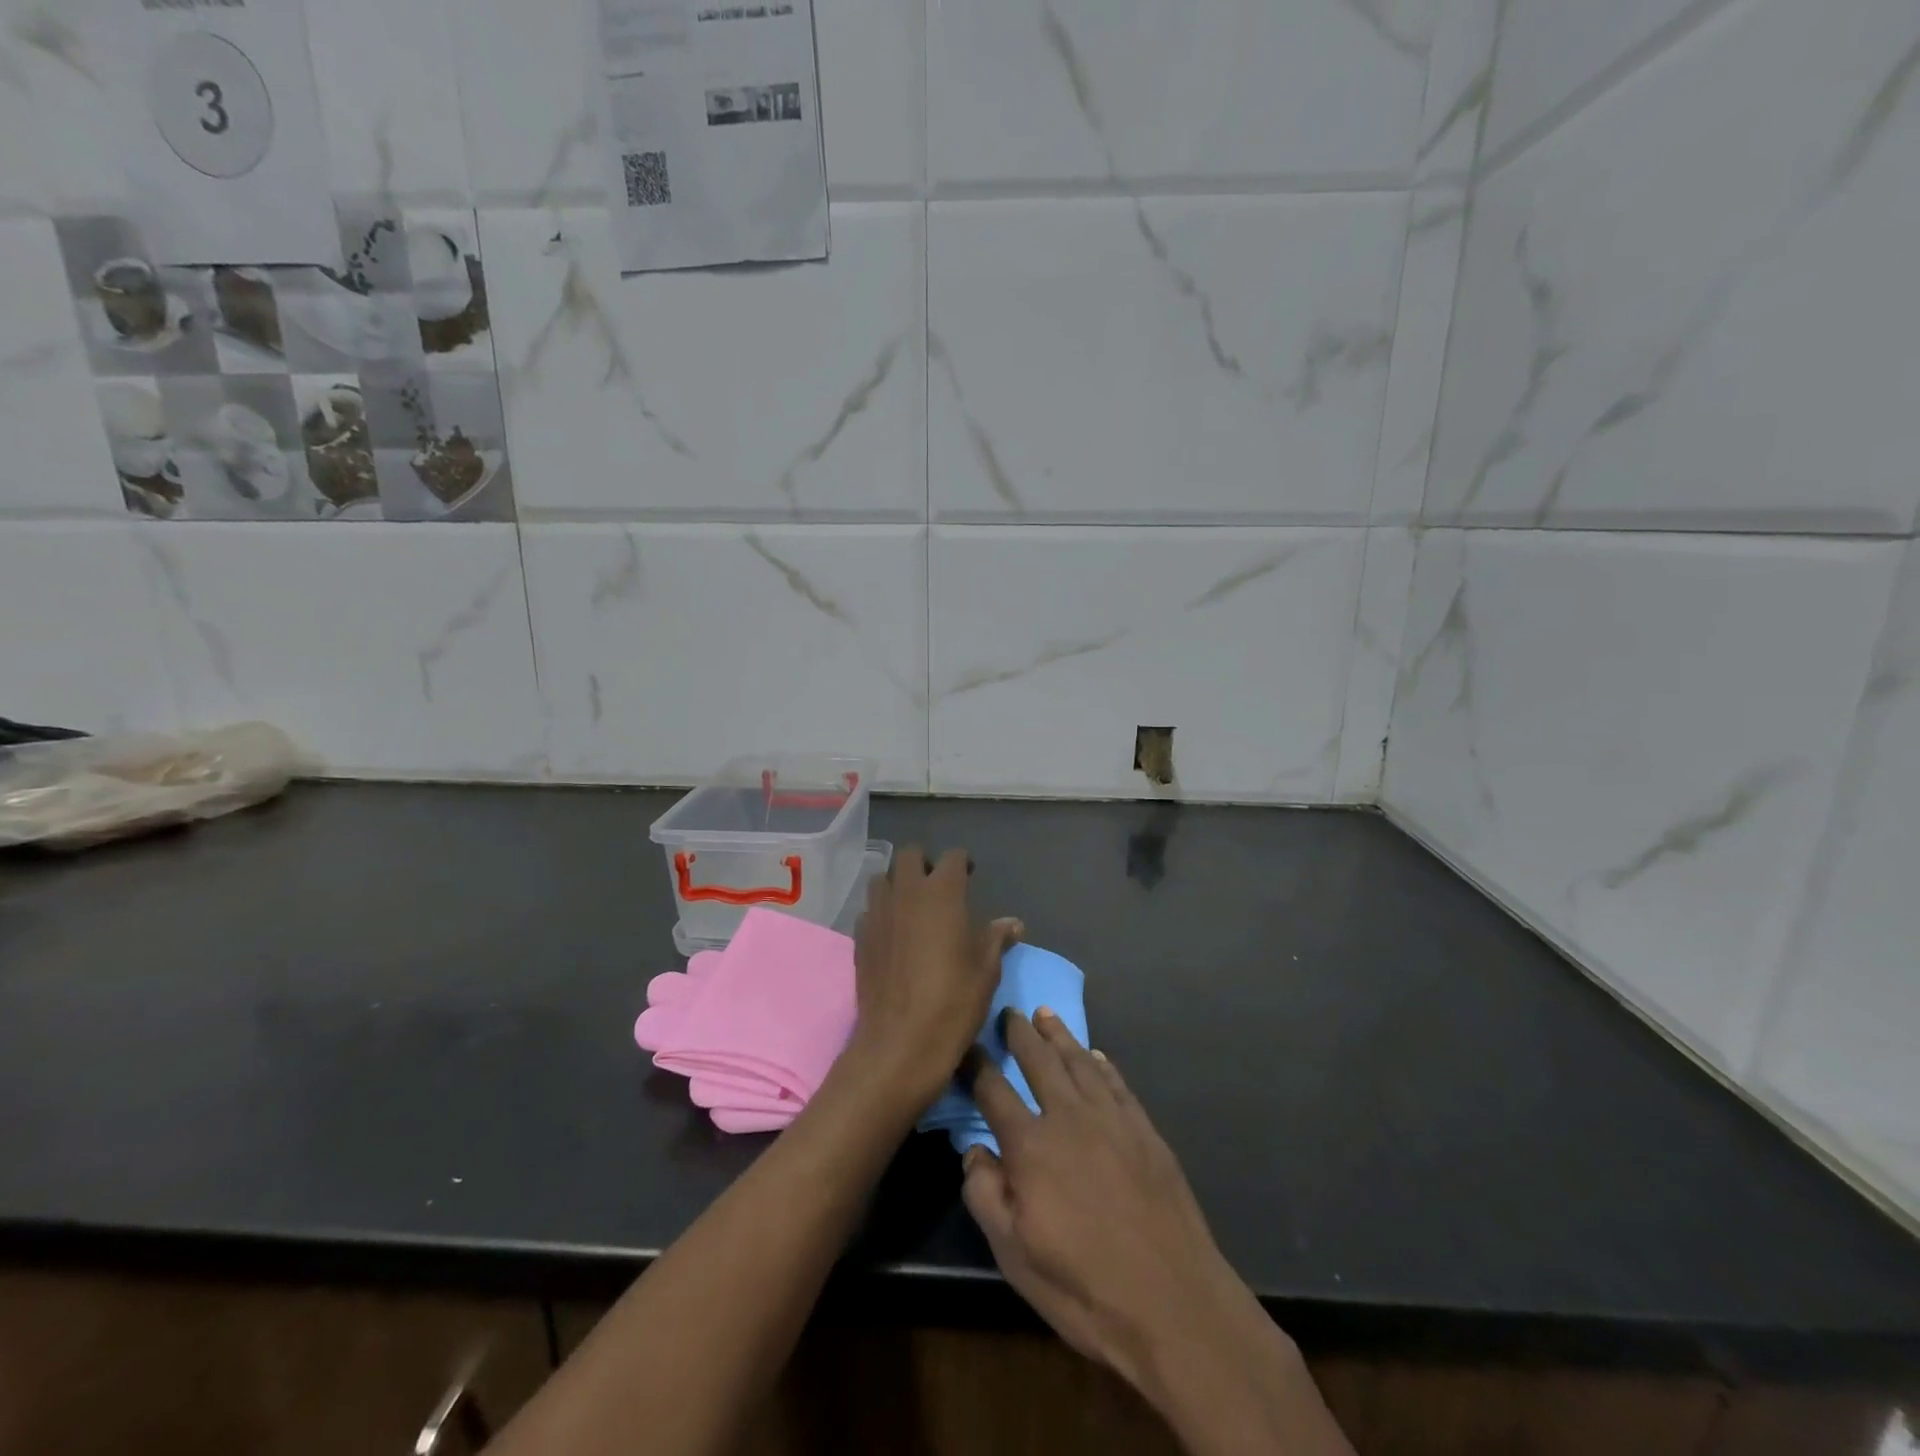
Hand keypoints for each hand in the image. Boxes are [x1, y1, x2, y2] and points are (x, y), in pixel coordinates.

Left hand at [845, 846, 1020, 1110]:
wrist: (900, 1043)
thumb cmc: (953, 1002)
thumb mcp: (986, 970)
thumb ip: (996, 938)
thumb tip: (1013, 924)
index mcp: (942, 893)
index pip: (953, 857)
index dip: (963, 864)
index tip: (970, 877)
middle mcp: (906, 893)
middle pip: (909, 855)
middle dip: (924, 863)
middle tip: (938, 887)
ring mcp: (878, 913)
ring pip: (883, 879)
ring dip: (898, 885)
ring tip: (912, 907)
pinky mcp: (860, 937)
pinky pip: (870, 910)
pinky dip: (882, 913)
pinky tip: (893, 935)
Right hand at [962, 1012, 1352, 1455]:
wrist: (1173, 1300)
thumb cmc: (1083, 1285)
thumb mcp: (1013, 1254)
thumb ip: (985, 1195)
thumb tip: (973, 1150)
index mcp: (1030, 1144)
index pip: (993, 1090)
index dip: (975, 1064)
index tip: (964, 1044)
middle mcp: (1069, 1116)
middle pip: (1039, 1061)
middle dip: (1020, 1033)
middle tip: (1009, 1011)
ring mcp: (1111, 1118)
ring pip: (1079, 1061)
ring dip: (1060, 1035)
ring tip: (1046, 1014)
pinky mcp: (1145, 1129)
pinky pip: (1117, 1082)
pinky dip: (1102, 1063)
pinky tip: (1096, 1055)